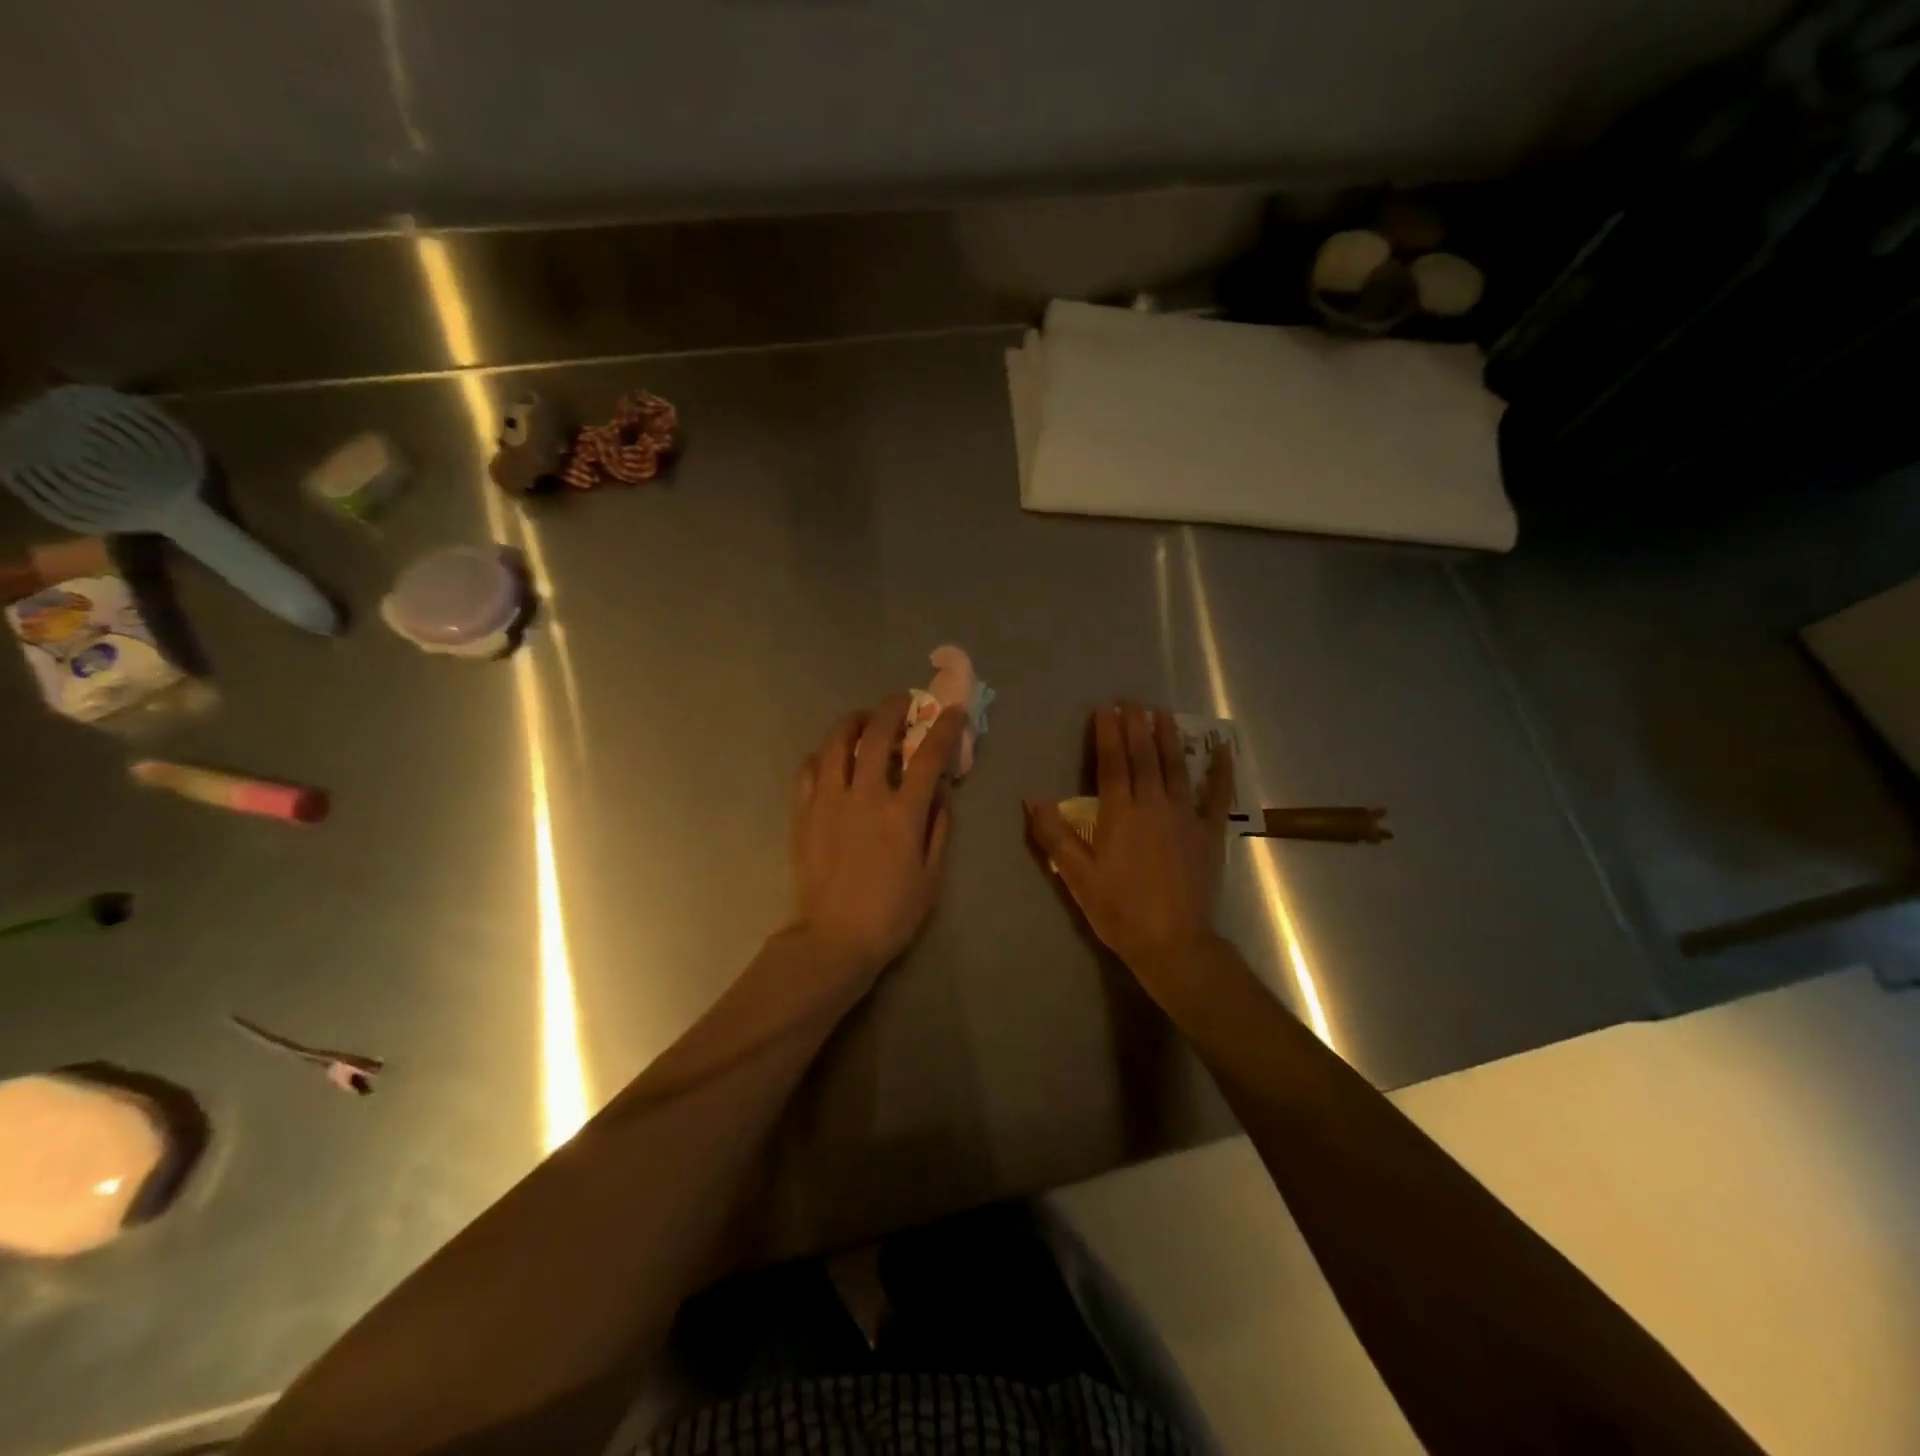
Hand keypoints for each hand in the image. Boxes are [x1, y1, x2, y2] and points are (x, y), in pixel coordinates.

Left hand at [787, 693, 966, 984]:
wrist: (833, 940)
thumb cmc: (891, 914)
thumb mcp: (931, 877)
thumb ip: (938, 830)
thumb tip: (939, 794)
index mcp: (902, 813)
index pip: (927, 756)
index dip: (944, 728)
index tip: (953, 710)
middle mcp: (865, 796)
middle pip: (877, 736)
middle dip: (892, 709)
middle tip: (901, 701)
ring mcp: (829, 801)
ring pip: (836, 744)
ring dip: (853, 722)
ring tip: (863, 718)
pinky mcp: (803, 813)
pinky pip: (808, 769)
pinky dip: (822, 755)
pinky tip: (829, 757)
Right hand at [1026, 704, 1233, 989]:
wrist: (1172, 941)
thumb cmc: (1118, 908)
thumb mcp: (1076, 875)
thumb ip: (1053, 834)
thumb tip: (1032, 798)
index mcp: (1120, 812)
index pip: (1112, 762)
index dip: (1108, 733)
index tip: (1105, 708)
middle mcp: (1154, 804)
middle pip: (1144, 756)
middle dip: (1136, 726)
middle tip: (1132, 701)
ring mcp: (1185, 815)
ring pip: (1177, 766)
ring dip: (1169, 737)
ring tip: (1163, 713)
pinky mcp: (1208, 832)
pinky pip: (1217, 795)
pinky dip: (1220, 770)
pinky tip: (1223, 749)